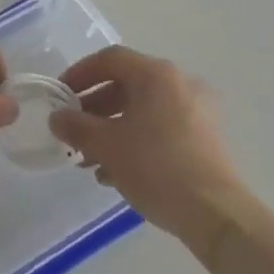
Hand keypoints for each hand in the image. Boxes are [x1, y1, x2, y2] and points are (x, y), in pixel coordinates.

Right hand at [49, 46, 246, 248]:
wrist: (216, 214)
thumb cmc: (157, 168)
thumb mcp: (107, 146)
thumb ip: (76, 126)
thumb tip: (57, 118)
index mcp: (157, 75)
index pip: (110, 59)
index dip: (80, 73)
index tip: (60, 96)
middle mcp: (180, 83)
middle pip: (127, 84)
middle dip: (94, 108)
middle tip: (73, 130)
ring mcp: (197, 111)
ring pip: (144, 109)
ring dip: (112, 128)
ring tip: (90, 159)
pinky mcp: (205, 138)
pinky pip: (161, 127)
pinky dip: (136, 140)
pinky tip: (117, 172)